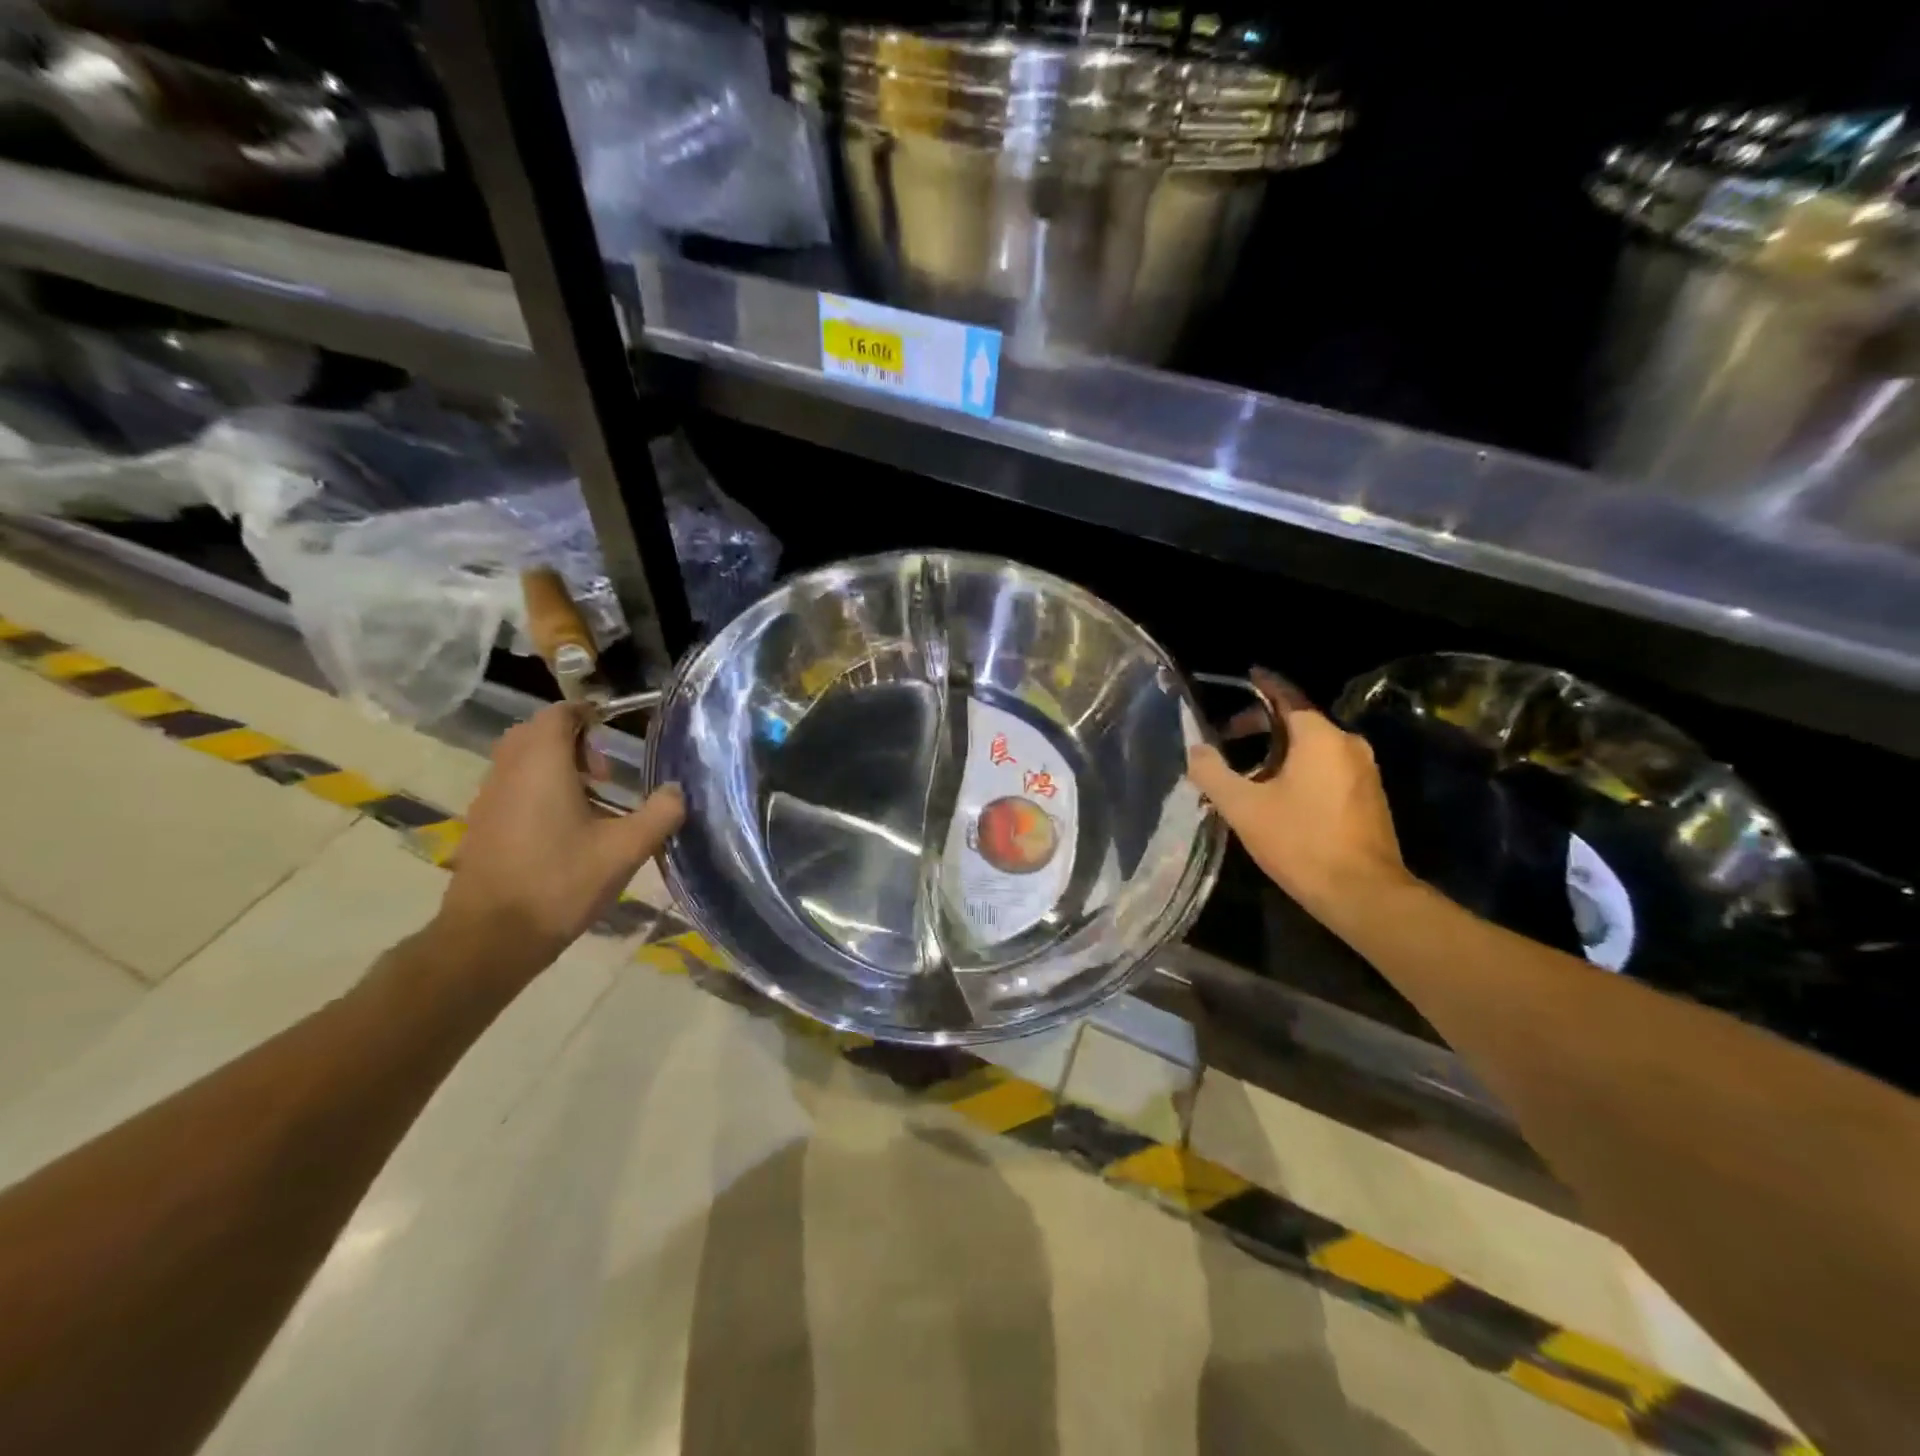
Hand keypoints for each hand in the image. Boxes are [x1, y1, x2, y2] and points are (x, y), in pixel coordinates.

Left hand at [434, 703, 684, 979]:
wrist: (491, 938)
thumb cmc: (561, 883)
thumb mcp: (625, 850)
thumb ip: (659, 814)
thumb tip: (678, 791)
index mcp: (542, 765)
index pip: (558, 714)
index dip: (587, 714)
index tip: (615, 730)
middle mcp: (509, 772)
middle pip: (535, 733)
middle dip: (572, 740)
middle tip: (604, 771)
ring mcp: (489, 799)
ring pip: (520, 760)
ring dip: (554, 766)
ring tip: (590, 802)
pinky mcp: (482, 825)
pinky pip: (510, 787)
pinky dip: (537, 789)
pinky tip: (565, 829)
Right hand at [1187, 670, 1412, 923]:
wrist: (1363, 894)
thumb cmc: (1300, 842)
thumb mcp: (1243, 807)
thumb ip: (1213, 773)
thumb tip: (1195, 751)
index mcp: (1319, 737)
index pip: (1287, 695)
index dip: (1264, 683)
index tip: (1247, 674)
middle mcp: (1348, 744)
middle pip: (1299, 720)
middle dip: (1262, 725)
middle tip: (1228, 739)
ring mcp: (1364, 771)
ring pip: (1314, 747)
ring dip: (1279, 751)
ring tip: (1246, 773)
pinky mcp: (1369, 796)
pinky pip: (1328, 767)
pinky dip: (1300, 769)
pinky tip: (1278, 794)